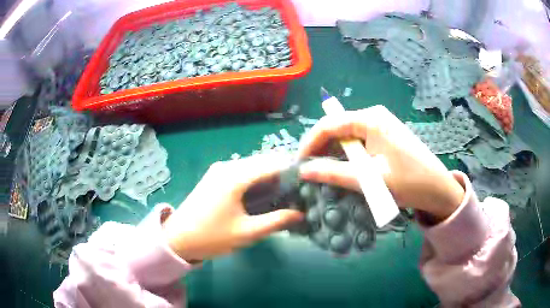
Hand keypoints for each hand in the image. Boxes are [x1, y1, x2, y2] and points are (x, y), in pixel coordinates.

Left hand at [162, 154, 303, 260]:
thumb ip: (276, 221)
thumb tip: (301, 213)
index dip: (293, 170)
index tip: (309, 181)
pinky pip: (243, 171)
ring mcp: (220, 169)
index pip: (272, 164)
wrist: (178, 238)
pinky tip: (265, 192)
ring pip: (253, 165)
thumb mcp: (247, 232)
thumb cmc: (212, 237)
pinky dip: (257, 178)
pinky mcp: (216, 176)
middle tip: (299, 190)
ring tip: (286, 193)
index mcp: (235, 177)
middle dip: (283, 173)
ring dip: (270, 175)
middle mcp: (228, 166)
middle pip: (263, 161)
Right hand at [298, 105, 464, 220]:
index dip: (310, 143)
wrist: (438, 188)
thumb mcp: (370, 180)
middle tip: (310, 172)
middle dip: (322, 149)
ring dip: (335, 154)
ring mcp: (380, 124)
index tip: (299, 164)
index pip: (329, 124)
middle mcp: (374, 115)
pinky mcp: (384, 135)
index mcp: (371, 119)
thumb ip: (334, 174)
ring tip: (324, 173)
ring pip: (347, 136)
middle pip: (338, 128)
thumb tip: (303, 171)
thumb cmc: (408, 182)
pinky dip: (348, 156)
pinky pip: (359, 142)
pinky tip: (344, 169)